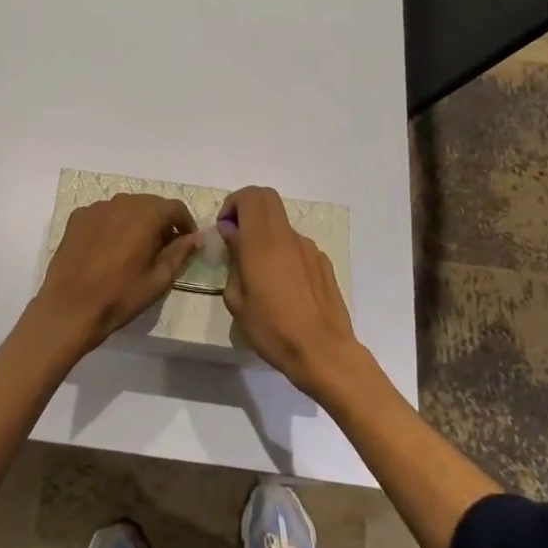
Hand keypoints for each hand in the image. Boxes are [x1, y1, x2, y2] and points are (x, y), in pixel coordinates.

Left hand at [27, 193, 199, 356]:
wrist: (70, 307)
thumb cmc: (120, 296)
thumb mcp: (159, 279)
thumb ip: (180, 253)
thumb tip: (196, 237)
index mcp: (146, 214)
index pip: (175, 207)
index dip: (185, 224)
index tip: (186, 242)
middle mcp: (122, 202)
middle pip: (150, 204)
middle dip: (161, 221)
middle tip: (162, 248)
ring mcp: (96, 208)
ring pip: (126, 207)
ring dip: (136, 221)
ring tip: (135, 248)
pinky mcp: (77, 217)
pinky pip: (104, 215)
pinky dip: (113, 225)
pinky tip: (109, 249)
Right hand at [218, 185, 362, 396]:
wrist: (323, 352)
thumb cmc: (272, 329)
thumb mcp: (237, 300)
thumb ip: (233, 259)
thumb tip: (231, 233)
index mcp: (262, 242)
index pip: (250, 196)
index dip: (232, 204)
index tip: (224, 229)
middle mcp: (287, 236)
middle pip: (267, 198)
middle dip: (247, 209)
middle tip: (236, 237)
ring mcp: (309, 248)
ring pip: (282, 224)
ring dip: (265, 234)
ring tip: (259, 272)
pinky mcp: (323, 263)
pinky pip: (297, 246)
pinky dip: (283, 252)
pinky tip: (283, 286)